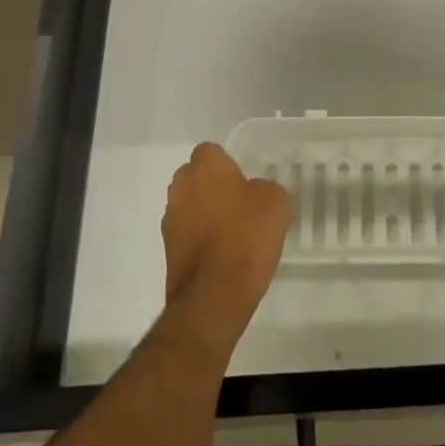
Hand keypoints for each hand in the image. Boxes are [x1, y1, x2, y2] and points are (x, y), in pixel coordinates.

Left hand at [163, 143, 291, 331]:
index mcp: (205, 167)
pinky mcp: (168, 250)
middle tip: (241, 203)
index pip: (211, 151)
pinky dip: (200, 239)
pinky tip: (223, 254)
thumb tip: (256, 192)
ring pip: (189, 205)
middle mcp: (180, 187)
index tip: (245, 179)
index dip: (228, 163)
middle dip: (213, 186)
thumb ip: (265, 187)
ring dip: (205, 213)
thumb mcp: (276, 202)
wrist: (215, 294)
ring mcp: (170, 220)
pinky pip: (187, 233)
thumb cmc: (247, 236)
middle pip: (195, 177)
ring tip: (234, 232)